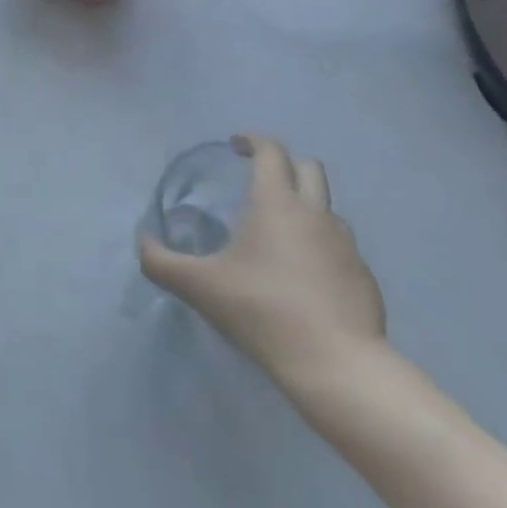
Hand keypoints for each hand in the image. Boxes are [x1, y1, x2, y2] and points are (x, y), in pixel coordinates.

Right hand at [139, 134, 385, 394]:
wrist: (336, 366)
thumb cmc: (262, 310)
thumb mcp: (199, 286)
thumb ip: (161, 262)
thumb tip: (142, 243)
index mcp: (276, 203)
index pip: (271, 152)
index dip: (253, 141)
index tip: (236, 146)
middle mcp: (315, 214)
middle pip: (308, 168)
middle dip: (284, 165)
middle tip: (260, 183)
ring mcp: (346, 246)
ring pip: (328, 209)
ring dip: (305, 208)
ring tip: (281, 235)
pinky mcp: (363, 278)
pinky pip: (341, 247)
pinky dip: (322, 248)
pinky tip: (305, 278)